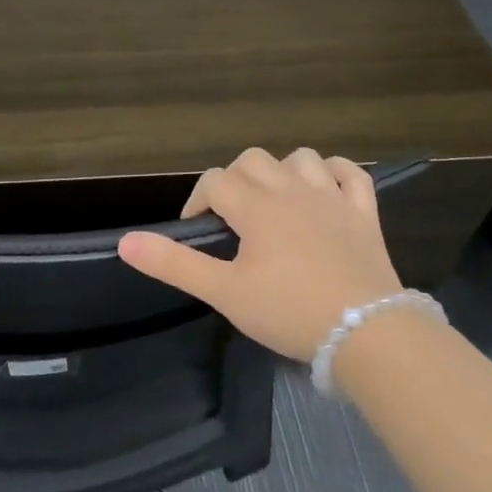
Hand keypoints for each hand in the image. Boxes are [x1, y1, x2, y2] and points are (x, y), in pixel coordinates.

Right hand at [116, 147, 403, 361]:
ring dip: (281, 171)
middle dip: (234, 180)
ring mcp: (333, 198)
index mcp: (256, 207)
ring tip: (274, 203)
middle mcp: (293, 190)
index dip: (197, 201)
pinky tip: (325, 189)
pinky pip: (351, 174)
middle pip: (253, 160)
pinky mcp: (364, 213)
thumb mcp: (224, 292)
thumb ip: (174, 264)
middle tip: (231, 218)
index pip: (215, 181)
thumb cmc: (288, 311)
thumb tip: (125, 240)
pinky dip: (334, 173)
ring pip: (301, 158)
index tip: (197, 231)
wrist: (366, 332)